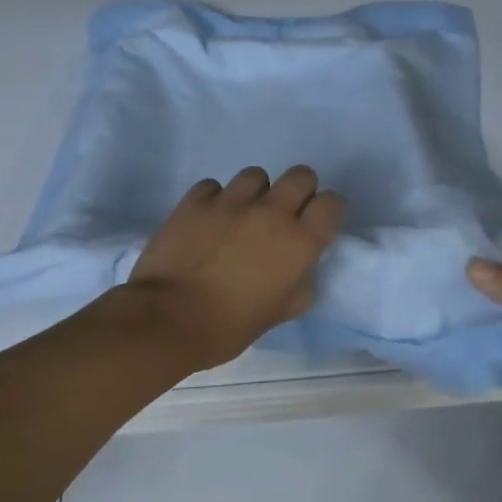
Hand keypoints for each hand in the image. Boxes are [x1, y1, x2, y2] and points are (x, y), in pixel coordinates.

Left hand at [129, 165, 345, 371]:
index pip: (332, 203)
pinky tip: (207, 220)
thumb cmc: (230, 326)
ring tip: (240, 216)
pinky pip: (214, 186)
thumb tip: (299, 266)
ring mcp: (231, 202)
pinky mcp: (196, 201)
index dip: (327, 211)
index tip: (316, 225)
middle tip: (282, 216)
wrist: (169, 320)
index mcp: (300, 242)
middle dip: (298, 192)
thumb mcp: (281, 313)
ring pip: (256, 175)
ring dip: (255, 193)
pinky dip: (215, 199)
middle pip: (301, 175)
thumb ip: (300, 282)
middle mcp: (272, 213)